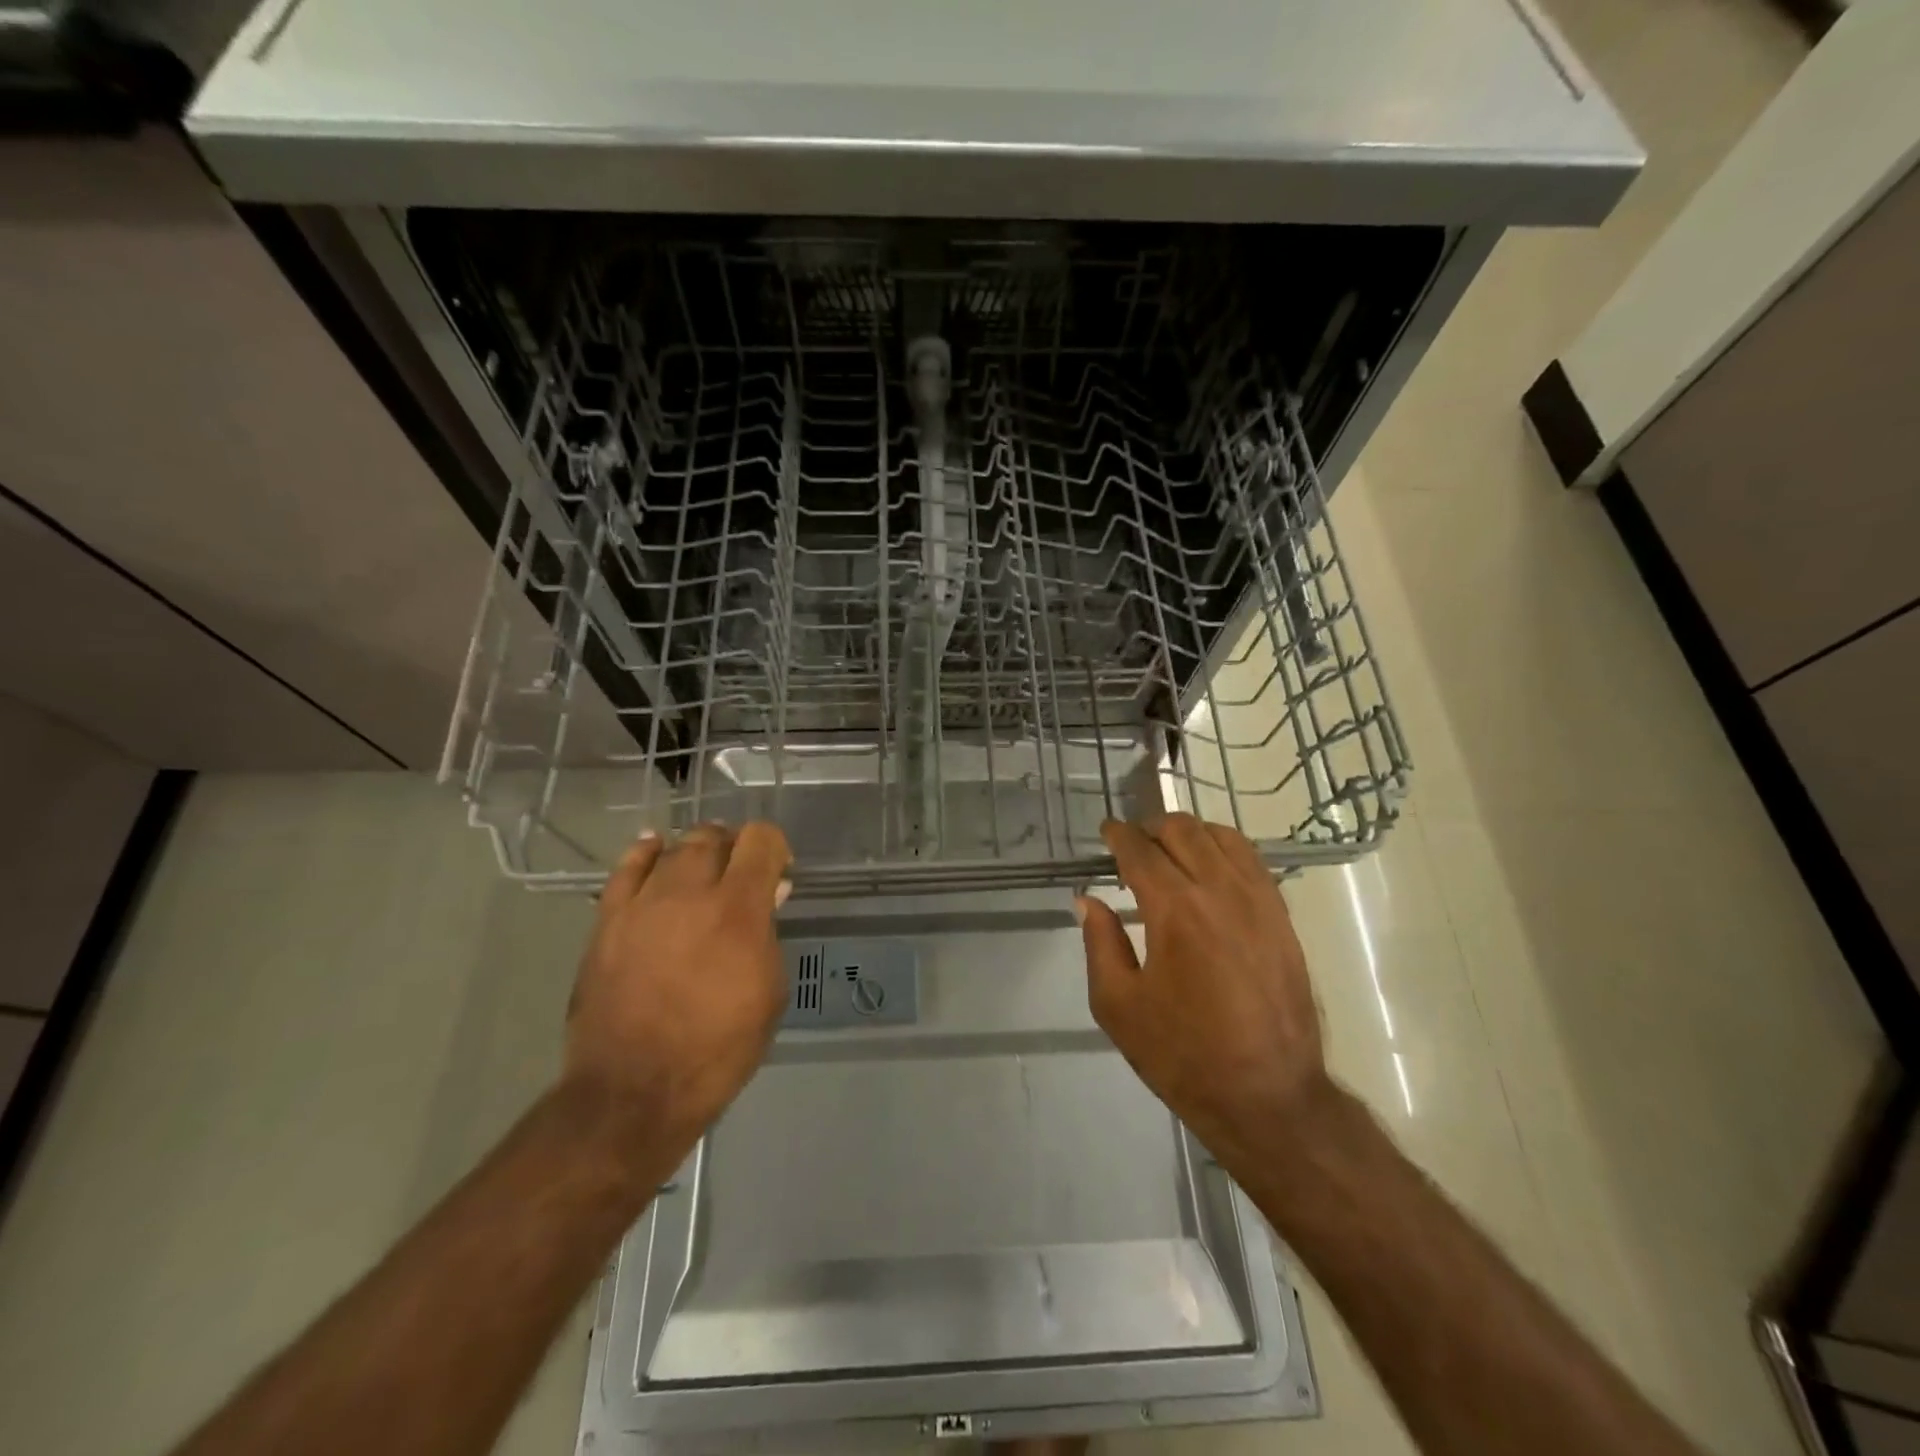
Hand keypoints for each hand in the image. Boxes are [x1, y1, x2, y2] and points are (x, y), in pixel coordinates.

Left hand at [564, 823, 792, 1147]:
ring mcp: (642, 904)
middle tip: (740, 874)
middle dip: (734, 848)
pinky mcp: (607, 920)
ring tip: (703, 870)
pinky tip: (655, 849)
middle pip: (714, 838)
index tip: (779, 869)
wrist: (633, 1091)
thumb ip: (768, 933)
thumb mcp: (768, 992)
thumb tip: (768, 895)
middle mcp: (689, 893)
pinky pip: (626, 868)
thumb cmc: (718, 1049)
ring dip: (696, 853)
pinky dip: (646, 852)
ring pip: (674, 849)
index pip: (760, 840)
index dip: (775, 846)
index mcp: (737, 910)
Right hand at [1077, 814, 1331, 1164]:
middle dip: (1151, 827)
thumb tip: (1088, 900)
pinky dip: (1224, 848)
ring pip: (1222, 836)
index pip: (1141, 850)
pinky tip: (1211, 867)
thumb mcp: (1119, 1006)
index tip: (1107, 831)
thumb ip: (1100, 943)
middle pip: (1182, 830)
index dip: (1118, 835)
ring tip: (1171, 850)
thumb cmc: (1183, 1055)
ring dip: (1189, 832)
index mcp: (1175, 910)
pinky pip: (1253, 860)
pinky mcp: (1282, 917)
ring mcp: (1258, 901)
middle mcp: (1219, 891)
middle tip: (1133, 844)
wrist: (1269, 1096)